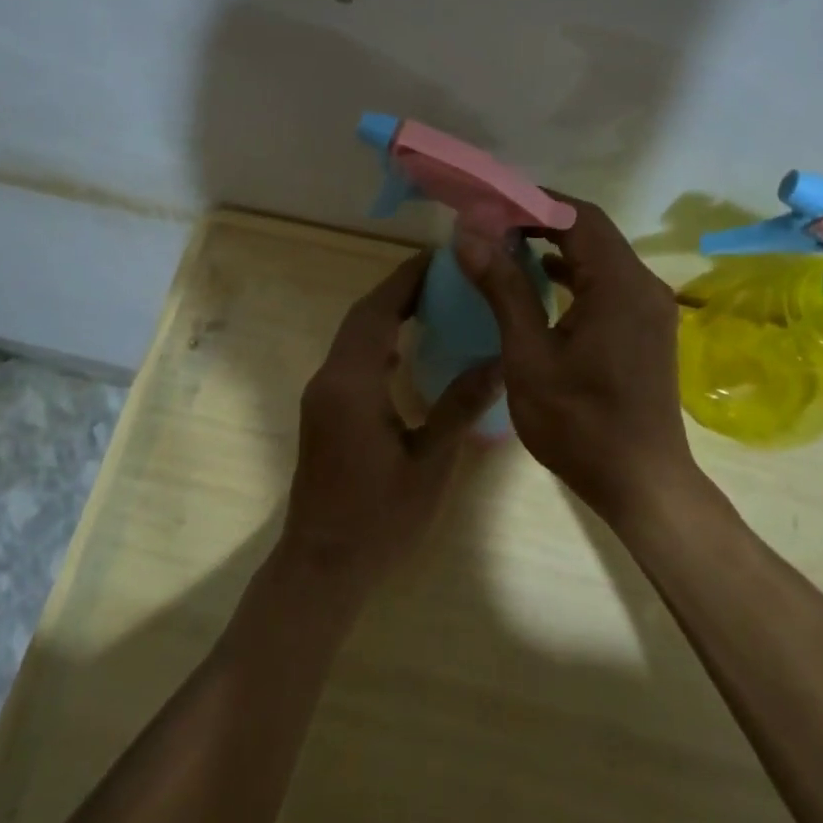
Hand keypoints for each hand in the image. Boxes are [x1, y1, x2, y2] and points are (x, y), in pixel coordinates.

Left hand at [279, 251, 503, 592]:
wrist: (323, 565)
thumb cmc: (380, 518)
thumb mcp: (430, 462)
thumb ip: (461, 406)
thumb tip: (500, 361)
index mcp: (352, 384)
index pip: (376, 312)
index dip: (405, 280)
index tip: (438, 257)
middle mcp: (330, 379)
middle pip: (361, 318)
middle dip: (398, 290)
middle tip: (443, 275)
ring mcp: (322, 396)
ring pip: (353, 338)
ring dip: (386, 314)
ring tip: (431, 302)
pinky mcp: (323, 412)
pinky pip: (350, 360)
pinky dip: (377, 342)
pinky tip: (406, 351)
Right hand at [455, 193, 701, 526]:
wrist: (641, 483)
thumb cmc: (579, 424)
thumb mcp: (529, 356)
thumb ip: (503, 289)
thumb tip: (470, 234)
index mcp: (620, 285)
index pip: (578, 217)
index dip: (531, 202)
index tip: (487, 203)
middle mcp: (643, 285)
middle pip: (591, 232)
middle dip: (539, 220)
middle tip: (489, 222)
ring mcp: (649, 308)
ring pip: (600, 256)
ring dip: (555, 246)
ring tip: (505, 245)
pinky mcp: (646, 328)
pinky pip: (607, 283)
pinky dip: (573, 274)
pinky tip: (540, 282)